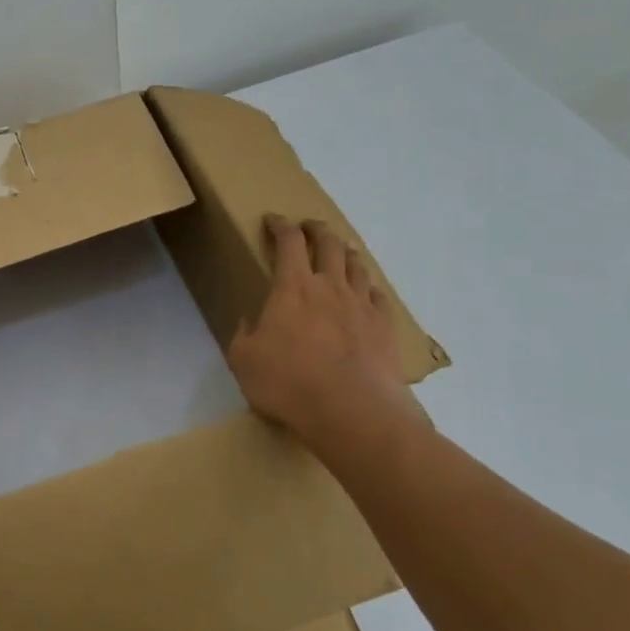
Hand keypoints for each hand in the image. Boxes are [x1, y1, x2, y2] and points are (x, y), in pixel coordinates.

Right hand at [227, 215, 420, 442]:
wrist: (351, 410)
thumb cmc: (289, 383)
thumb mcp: (244, 361)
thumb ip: (244, 336)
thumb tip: (251, 322)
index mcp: (292, 288)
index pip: (288, 242)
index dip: (280, 226)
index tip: (273, 220)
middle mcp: (330, 286)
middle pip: (328, 243)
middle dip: (317, 229)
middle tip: (309, 227)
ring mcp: (362, 305)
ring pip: (357, 265)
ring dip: (346, 253)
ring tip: (340, 252)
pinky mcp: (385, 327)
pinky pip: (378, 296)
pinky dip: (369, 288)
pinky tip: (366, 293)